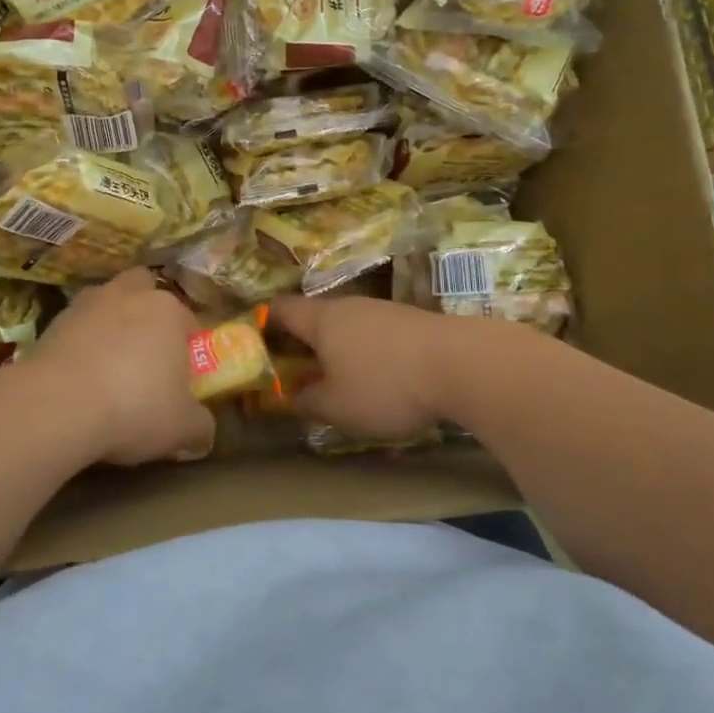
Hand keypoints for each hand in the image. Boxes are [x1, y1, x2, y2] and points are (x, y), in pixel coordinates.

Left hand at [34, 269, 214, 466]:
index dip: (187, 346)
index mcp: (168, 310)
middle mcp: (129, 295)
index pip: (187, 320)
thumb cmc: (134, 407)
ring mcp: (86, 304)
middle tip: (145, 350)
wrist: (56, 406)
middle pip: (143, 289)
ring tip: (108, 366)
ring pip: (105, 304)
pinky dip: (80, 345)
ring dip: (109, 325)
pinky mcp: (52, 322)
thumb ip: (200, 425)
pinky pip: (75, 328)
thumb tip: (204, 431)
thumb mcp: (181, 427)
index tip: (181, 375)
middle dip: (146, 311)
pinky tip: (79, 378)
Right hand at [267, 295, 457, 440]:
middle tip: (293, 372)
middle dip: (301, 343)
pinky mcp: (410, 321)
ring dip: (336, 349)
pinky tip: (377, 378)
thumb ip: (307, 402)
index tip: (252, 344)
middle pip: (314, 317)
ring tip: (335, 380)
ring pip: (346, 326)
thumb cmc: (385, 384)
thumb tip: (290, 398)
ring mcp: (382, 310)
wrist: (461, 364)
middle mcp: (348, 306)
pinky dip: (365, 352)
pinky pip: (374, 334)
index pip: (279, 308)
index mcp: (321, 319)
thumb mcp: (337, 406)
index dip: (261, 322)